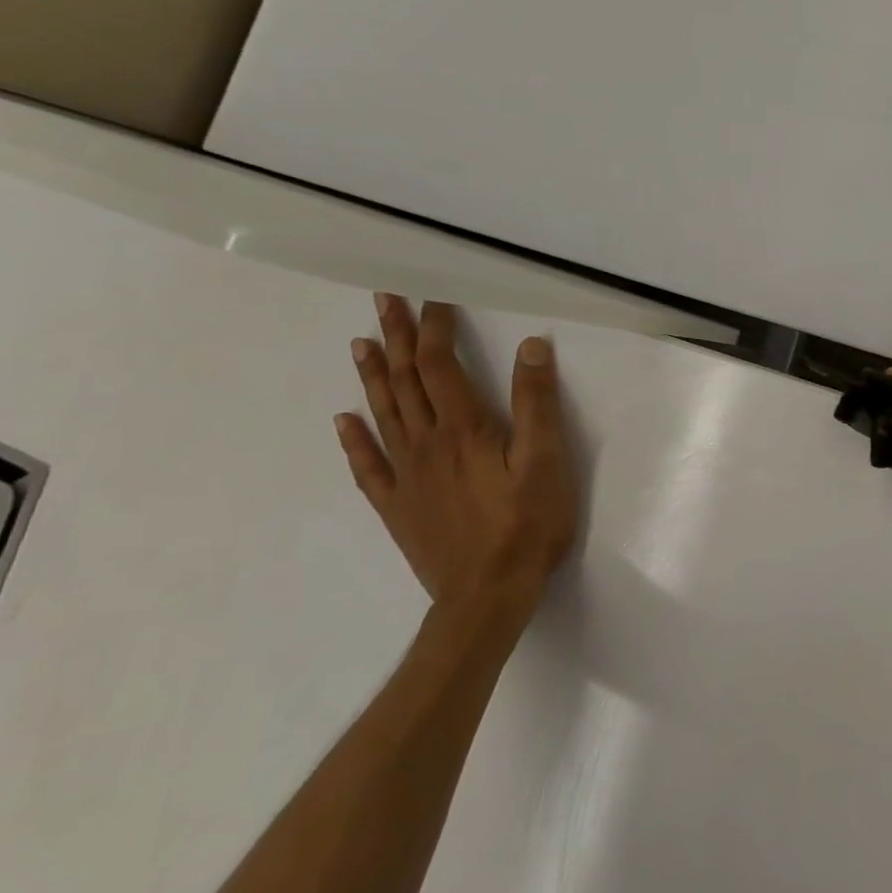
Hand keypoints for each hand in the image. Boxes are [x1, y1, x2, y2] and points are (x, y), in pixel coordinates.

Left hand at [335, 294, 580, 615]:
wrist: (487, 595)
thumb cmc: (527, 523)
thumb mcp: (547, 458)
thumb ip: (537, 402)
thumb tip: (531, 346)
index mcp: (464, 428)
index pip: (440, 364)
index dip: (435, 328)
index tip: (434, 297)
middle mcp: (426, 443)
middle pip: (404, 381)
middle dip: (396, 337)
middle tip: (384, 301)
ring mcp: (406, 476)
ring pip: (383, 414)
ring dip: (372, 375)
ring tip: (361, 342)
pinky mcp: (398, 506)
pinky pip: (368, 466)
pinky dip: (353, 439)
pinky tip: (344, 420)